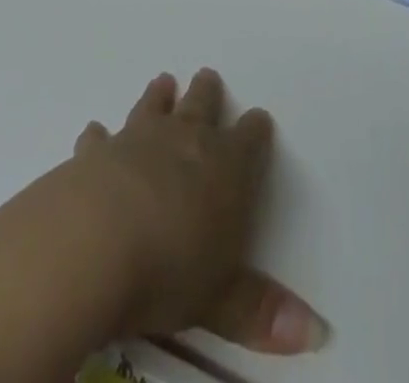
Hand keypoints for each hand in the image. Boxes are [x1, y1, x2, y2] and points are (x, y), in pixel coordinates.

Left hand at [69, 69, 327, 354]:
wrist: (93, 242)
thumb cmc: (169, 269)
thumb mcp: (221, 300)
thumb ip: (261, 311)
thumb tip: (315, 332)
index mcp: (225, 167)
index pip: (249, 139)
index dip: (256, 130)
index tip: (259, 120)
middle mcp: (184, 140)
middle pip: (201, 106)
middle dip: (207, 94)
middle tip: (207, 76)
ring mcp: (137, 140)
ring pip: (153, 108)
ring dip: (159, 97)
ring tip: (163, 82)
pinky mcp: (95, 153)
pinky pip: (100, 138)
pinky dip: (99, 135)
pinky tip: (95, 131)